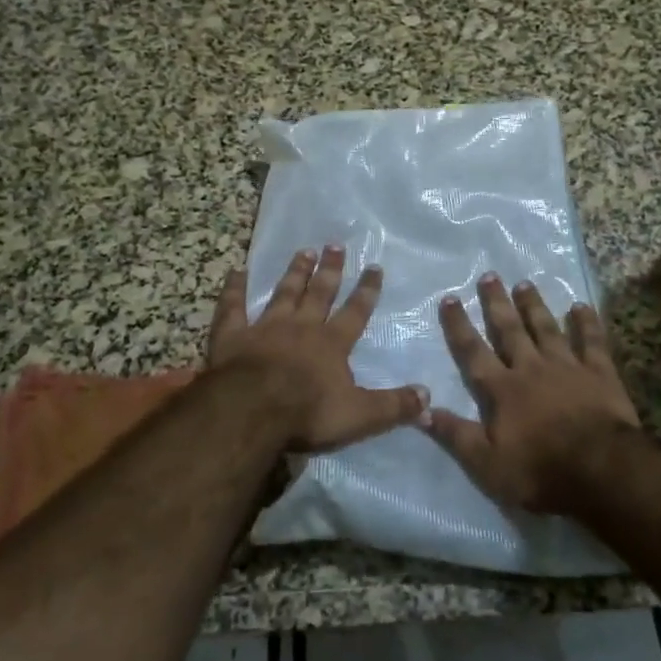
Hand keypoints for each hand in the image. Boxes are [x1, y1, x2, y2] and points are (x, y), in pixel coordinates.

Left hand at [208, 246, 425, 451]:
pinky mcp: (232, 335)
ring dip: (294, 272)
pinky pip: (233, 307)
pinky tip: (236, 271)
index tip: (374, 267)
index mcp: (332, 344)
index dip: (366, 290)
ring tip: (304, 251)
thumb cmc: (307, 413)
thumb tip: (428, 397)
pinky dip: (234, 289)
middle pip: (319, 293)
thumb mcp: (360, 415)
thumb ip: (394, 406)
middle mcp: (301, 327)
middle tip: (335, 245)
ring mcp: (265, 327)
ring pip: (283, 293)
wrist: (252, 410)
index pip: (355, 312)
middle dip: (329, 270)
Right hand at [427, 274, 639, 513]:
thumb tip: (420, 408)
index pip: (473, 352)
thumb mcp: (487, 464)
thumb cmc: (540, 471)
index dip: (459, 325)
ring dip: (534, 306)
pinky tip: (581, 306)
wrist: (602, 471)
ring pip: (546, 328)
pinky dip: (586, 323)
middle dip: (497, 303)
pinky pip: (592, 341)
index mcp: (502, 390)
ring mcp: (567, 367)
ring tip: (524, 284)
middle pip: (510, 330)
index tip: (450, 298)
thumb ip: (455, 434)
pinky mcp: (600, 373)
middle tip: (489, 276)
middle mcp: (531, 368)